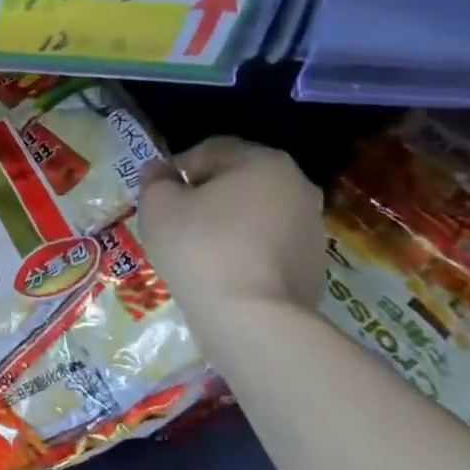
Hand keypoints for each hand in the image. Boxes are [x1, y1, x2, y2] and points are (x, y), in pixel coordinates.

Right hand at [137, 137, 325, 318]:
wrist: (253, 318)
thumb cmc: (200, 248)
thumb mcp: (158, 206)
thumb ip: (154, 180)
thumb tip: (160, 171)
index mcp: (263, 162)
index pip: (209, 151)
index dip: (176, 170)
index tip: (158, 198)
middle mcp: (298, 185)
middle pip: (237, 181)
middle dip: (206, 197)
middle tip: (176, 224)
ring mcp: (312, 227)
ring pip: (255, 214)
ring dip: (228, 224)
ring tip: (199, 252)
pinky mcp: (314, 265)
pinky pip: (269, 246)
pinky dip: (246, 251)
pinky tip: (223, 273)